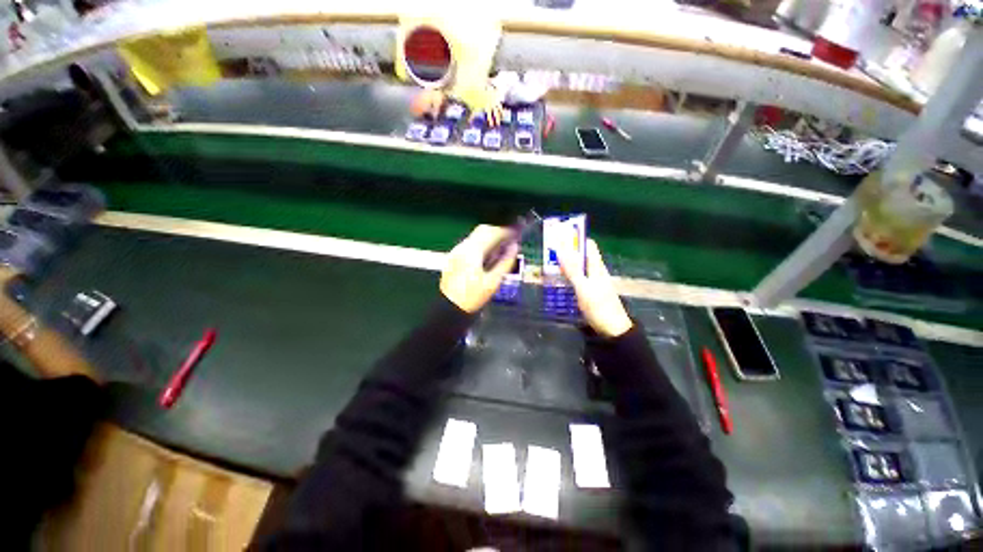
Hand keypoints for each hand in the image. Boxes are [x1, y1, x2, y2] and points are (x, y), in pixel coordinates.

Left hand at [440, 225, 518, 312]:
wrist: (449, 310)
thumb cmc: (473, 298)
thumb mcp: (493, 282)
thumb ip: (505, 262)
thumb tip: (514, 247)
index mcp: (472, 252)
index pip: (492, 233)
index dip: (506, 231)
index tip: (518, 232)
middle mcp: (462, 247)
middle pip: (483, 230)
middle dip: (498, 231)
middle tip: (512, 237)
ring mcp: (456, 251)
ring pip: (476, 236)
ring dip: (490, 237)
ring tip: (503, 245)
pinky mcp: (454, 257)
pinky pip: (470, 244)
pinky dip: (482, 244)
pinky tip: (490, 253)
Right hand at [557, 238, 632, 337]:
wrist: (612, 330)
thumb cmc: (599, 307)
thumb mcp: (583, 288)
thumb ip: (572, 270)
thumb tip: (561, 249)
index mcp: (596, 266)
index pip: (588, 245)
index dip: (576, 239)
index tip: (559, 237)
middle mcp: (595, 271)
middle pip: (580, 255)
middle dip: (565, 252)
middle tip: (548, 252)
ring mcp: (592, 282)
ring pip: (577, 267)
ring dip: (564, 264)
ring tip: (547, 264)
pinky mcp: (589, 291)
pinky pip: (576, 278)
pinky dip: (566, 276)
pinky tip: (557, 280)